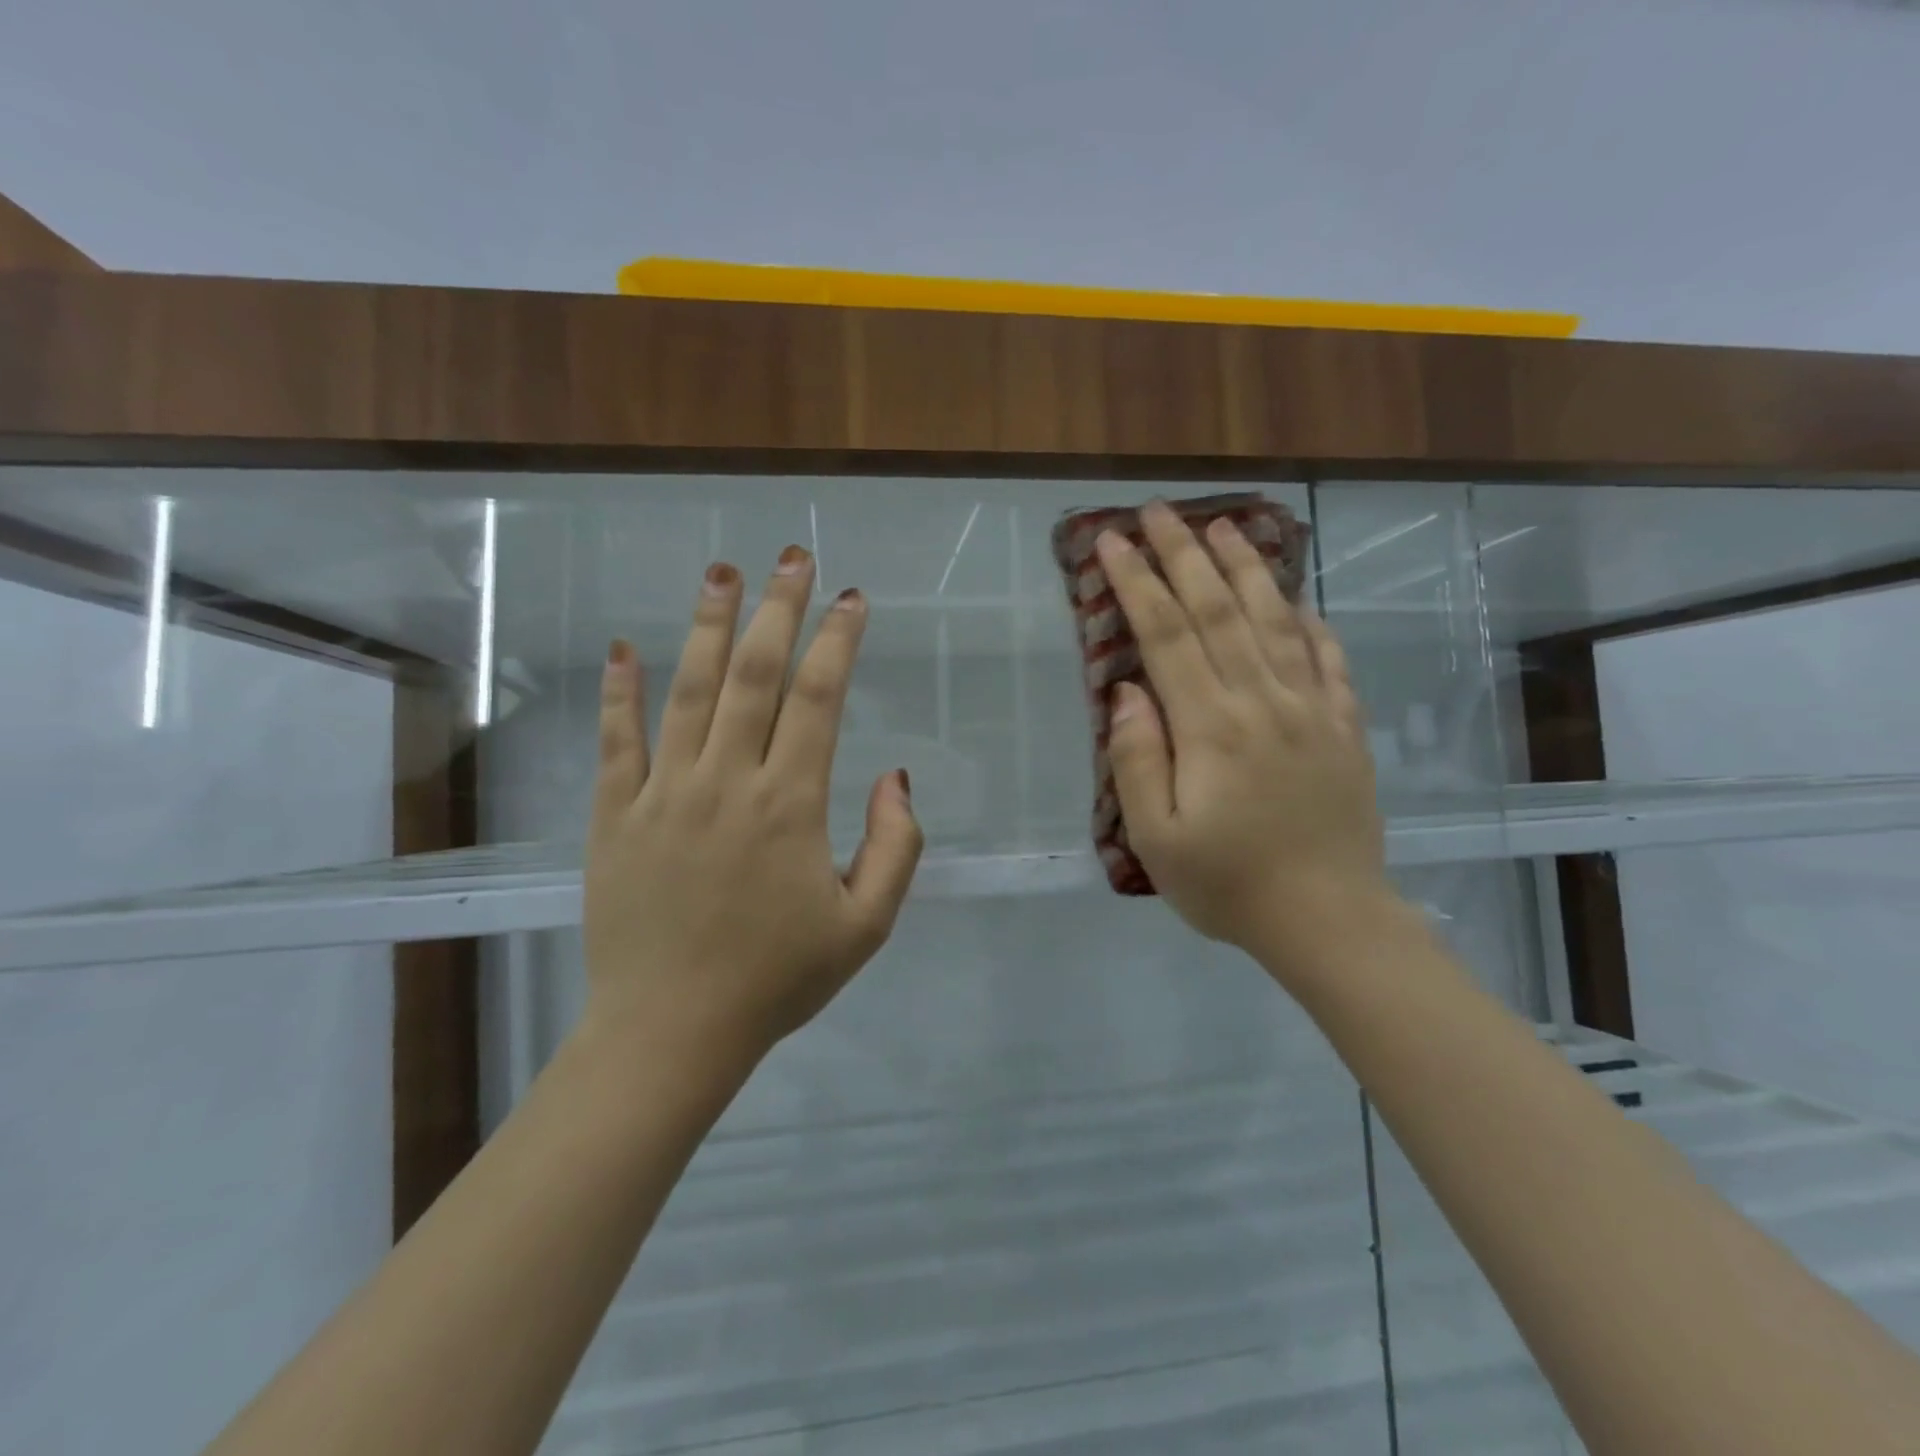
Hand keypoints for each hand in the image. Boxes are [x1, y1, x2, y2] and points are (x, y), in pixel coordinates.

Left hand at [581, 546, 922, 1060]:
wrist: (671, 1033)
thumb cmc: (776, 980)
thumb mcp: (865, 926)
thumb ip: (895, 846)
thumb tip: (895, 775)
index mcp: (791, 805)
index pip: (819, 699)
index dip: (838, 641)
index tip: (852, 599)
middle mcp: (728, 782)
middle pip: (754, 674)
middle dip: (777, 609)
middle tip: (792, 557)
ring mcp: (664, 794)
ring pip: (687, 690)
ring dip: (705, 625)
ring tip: (720, 572)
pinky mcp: (615, 816)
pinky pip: (617, 741)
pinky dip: (620, 691)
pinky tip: (622, 646)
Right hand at [1097, 501, 1391, 968]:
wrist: (1328, 919)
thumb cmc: (1227, 884)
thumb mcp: (1155, 837)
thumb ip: (1136, 758)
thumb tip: (1127, 691)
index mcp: (1210, 726)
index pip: (1166, 634)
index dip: (1137, 582)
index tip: (1113, 542)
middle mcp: (1262, 700)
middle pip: (1218, 611)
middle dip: (1184, 554)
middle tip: (1160, 512)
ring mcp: (1311, 709)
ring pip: (1276, 621)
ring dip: (1246, 570)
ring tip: (1225, 527)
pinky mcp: (1344, 728)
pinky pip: (1328, 659)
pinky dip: (1310, 622)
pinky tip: (1298, 600)